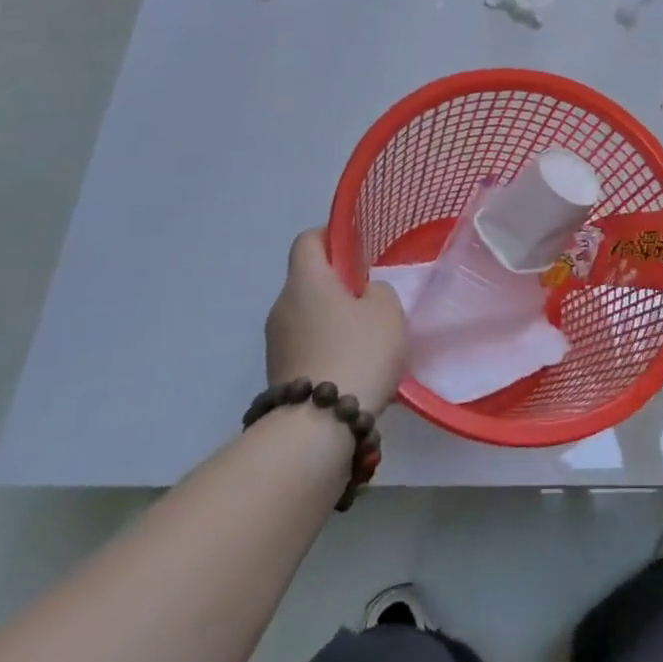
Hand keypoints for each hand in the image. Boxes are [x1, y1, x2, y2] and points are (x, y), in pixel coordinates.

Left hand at [265, 229, 408, 415]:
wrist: (319, 425)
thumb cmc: (358, 351)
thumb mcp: (387, 310)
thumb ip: (377, 290)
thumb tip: (362, 295)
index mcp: (306, 280)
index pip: (308, 240)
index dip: (332, 236)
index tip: (358, 249)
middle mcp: (282, 305)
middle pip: (308, 280)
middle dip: (338, 285)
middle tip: (372, 299)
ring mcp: (275, 342)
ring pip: (307, 315)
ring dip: (332, 319)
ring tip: (366, 339)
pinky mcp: (278, 373)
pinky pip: (306, 345)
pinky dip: (326, 347)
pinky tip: (352, 366)